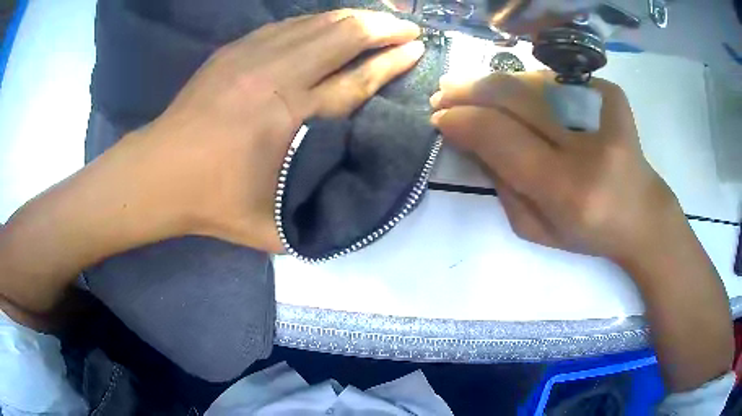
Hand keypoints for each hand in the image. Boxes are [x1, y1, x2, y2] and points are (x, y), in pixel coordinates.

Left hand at [121, 9, 423, 252]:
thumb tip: (357, 198)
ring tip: (380, 19)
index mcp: (291, 119)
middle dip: (384, 27)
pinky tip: (332, 23)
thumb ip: (318, 213)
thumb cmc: (214, 203)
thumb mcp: (274, 227)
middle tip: (409, 28)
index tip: (417, 49)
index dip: (393, 61)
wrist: (160, 173)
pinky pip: (290, 24)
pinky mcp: (235, 49)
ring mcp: (253, 55)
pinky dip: (319, 21)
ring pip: (319, 23)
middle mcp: (277, 76)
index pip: (359, 79)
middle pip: (345, 35)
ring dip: (355, 18)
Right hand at [430, 71, 681, 264]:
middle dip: (470, 90)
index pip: (500, 136)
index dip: (462, 121)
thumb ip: (499, 183)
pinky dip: (527, 86)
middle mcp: (587, 143)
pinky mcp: (610, 93)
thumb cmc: (588, 231)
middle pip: (513, 96)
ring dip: (494, 84)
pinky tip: (516, 95)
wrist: (642, 213)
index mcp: (567, 187)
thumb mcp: (534, 227)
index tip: (439, 117)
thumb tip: (470, 136)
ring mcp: (603, 109)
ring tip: (472, 89)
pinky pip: (554, 80)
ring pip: (530, 81)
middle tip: (445, 91)